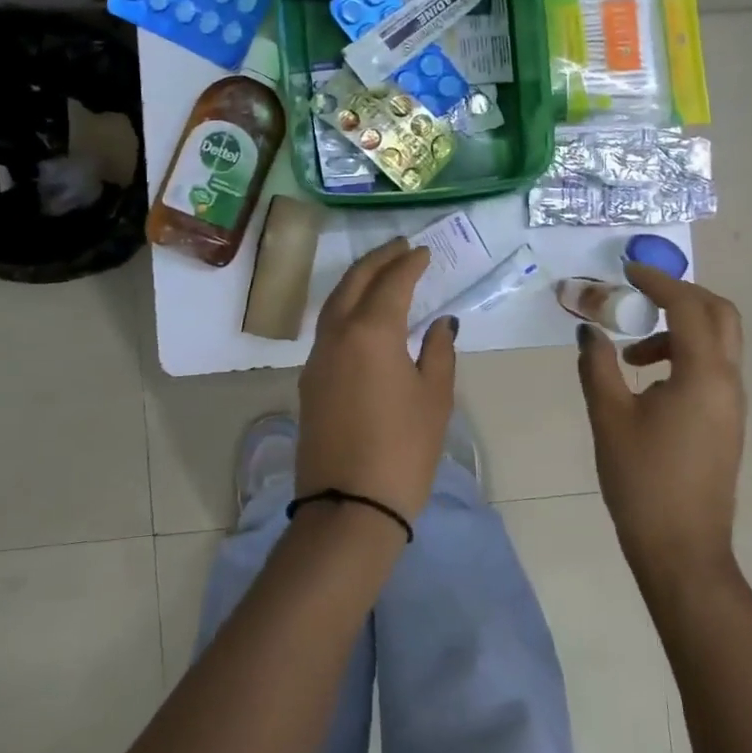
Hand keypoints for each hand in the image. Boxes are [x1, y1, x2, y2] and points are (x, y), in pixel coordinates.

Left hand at [297, 237, 457, 523]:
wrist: (349, 506)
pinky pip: (328, 328)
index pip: (391, 282)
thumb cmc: (403, 449)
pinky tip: (363, 315)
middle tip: (400, 246)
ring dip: (358, 281)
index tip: (425, 252)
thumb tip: (441, 323)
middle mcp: (337, 335)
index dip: (410, 264)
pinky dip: (347, 308)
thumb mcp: (434, 398)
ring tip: (381, 272)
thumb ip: (439, 351)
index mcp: (371, 332)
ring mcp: (317, 358)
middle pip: (354, 282)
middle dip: (378, 259)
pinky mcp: (309, 381)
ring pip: (334, 303)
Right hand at [576, 263, 745, 581]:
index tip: (626, 271)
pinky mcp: (727, 421)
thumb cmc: (642, 481)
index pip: (687, 307)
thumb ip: (597, 365)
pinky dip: (683, 355)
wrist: (681, 549)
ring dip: (678, 329)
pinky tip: (648, 382)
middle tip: (641, 295)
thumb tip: (588, 329)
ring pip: (717, 342)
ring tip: (631, 353)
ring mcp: (732, 403)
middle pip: (719, 314)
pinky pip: (712, 368)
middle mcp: (728, 381)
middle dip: (681, 296)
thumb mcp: (609, 417)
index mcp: (703, 375)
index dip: (657, 282)